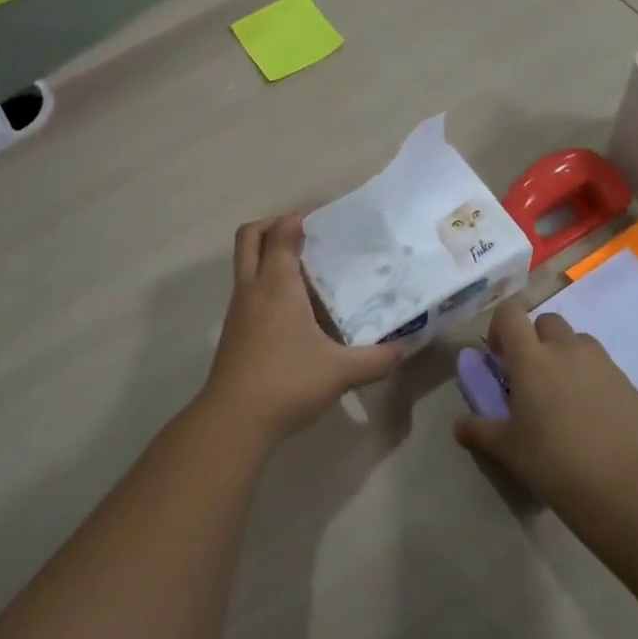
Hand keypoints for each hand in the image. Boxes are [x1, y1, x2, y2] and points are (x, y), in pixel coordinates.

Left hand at [200, 215, 401, 442]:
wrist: (234, 421)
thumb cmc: (287, 382)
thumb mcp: (341, 371)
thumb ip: (376, 359)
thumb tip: (403, 349)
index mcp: (277, 285)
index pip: (281, 233)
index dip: (297, 218)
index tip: (322, 218)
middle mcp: (253, 288)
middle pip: (249, 237)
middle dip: (273, 225)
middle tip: (304, 234)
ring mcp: (238, 310)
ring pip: (246, 263)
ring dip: (268, 255)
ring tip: (306, 269)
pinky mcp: (234, 331)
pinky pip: (248, 289)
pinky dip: (266, 282)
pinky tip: (295, 308)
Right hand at [453, 300, 637, 507]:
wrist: (622, 487)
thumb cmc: (552, 461)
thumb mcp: (506, 448)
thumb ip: (479, 430)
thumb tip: (459, 425)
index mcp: (531, 358)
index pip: (510, 314)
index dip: (500, 327)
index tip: (500, 358)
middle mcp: (567, 349)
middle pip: (547, 321)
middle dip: (536, 340)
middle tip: (532, 377)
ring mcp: (602, 364)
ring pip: (579, 341)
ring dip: (567, 355)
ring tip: (564, 394)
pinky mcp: (629, 384)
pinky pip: (605, 369)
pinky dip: (593, 380)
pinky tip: (593, 417)